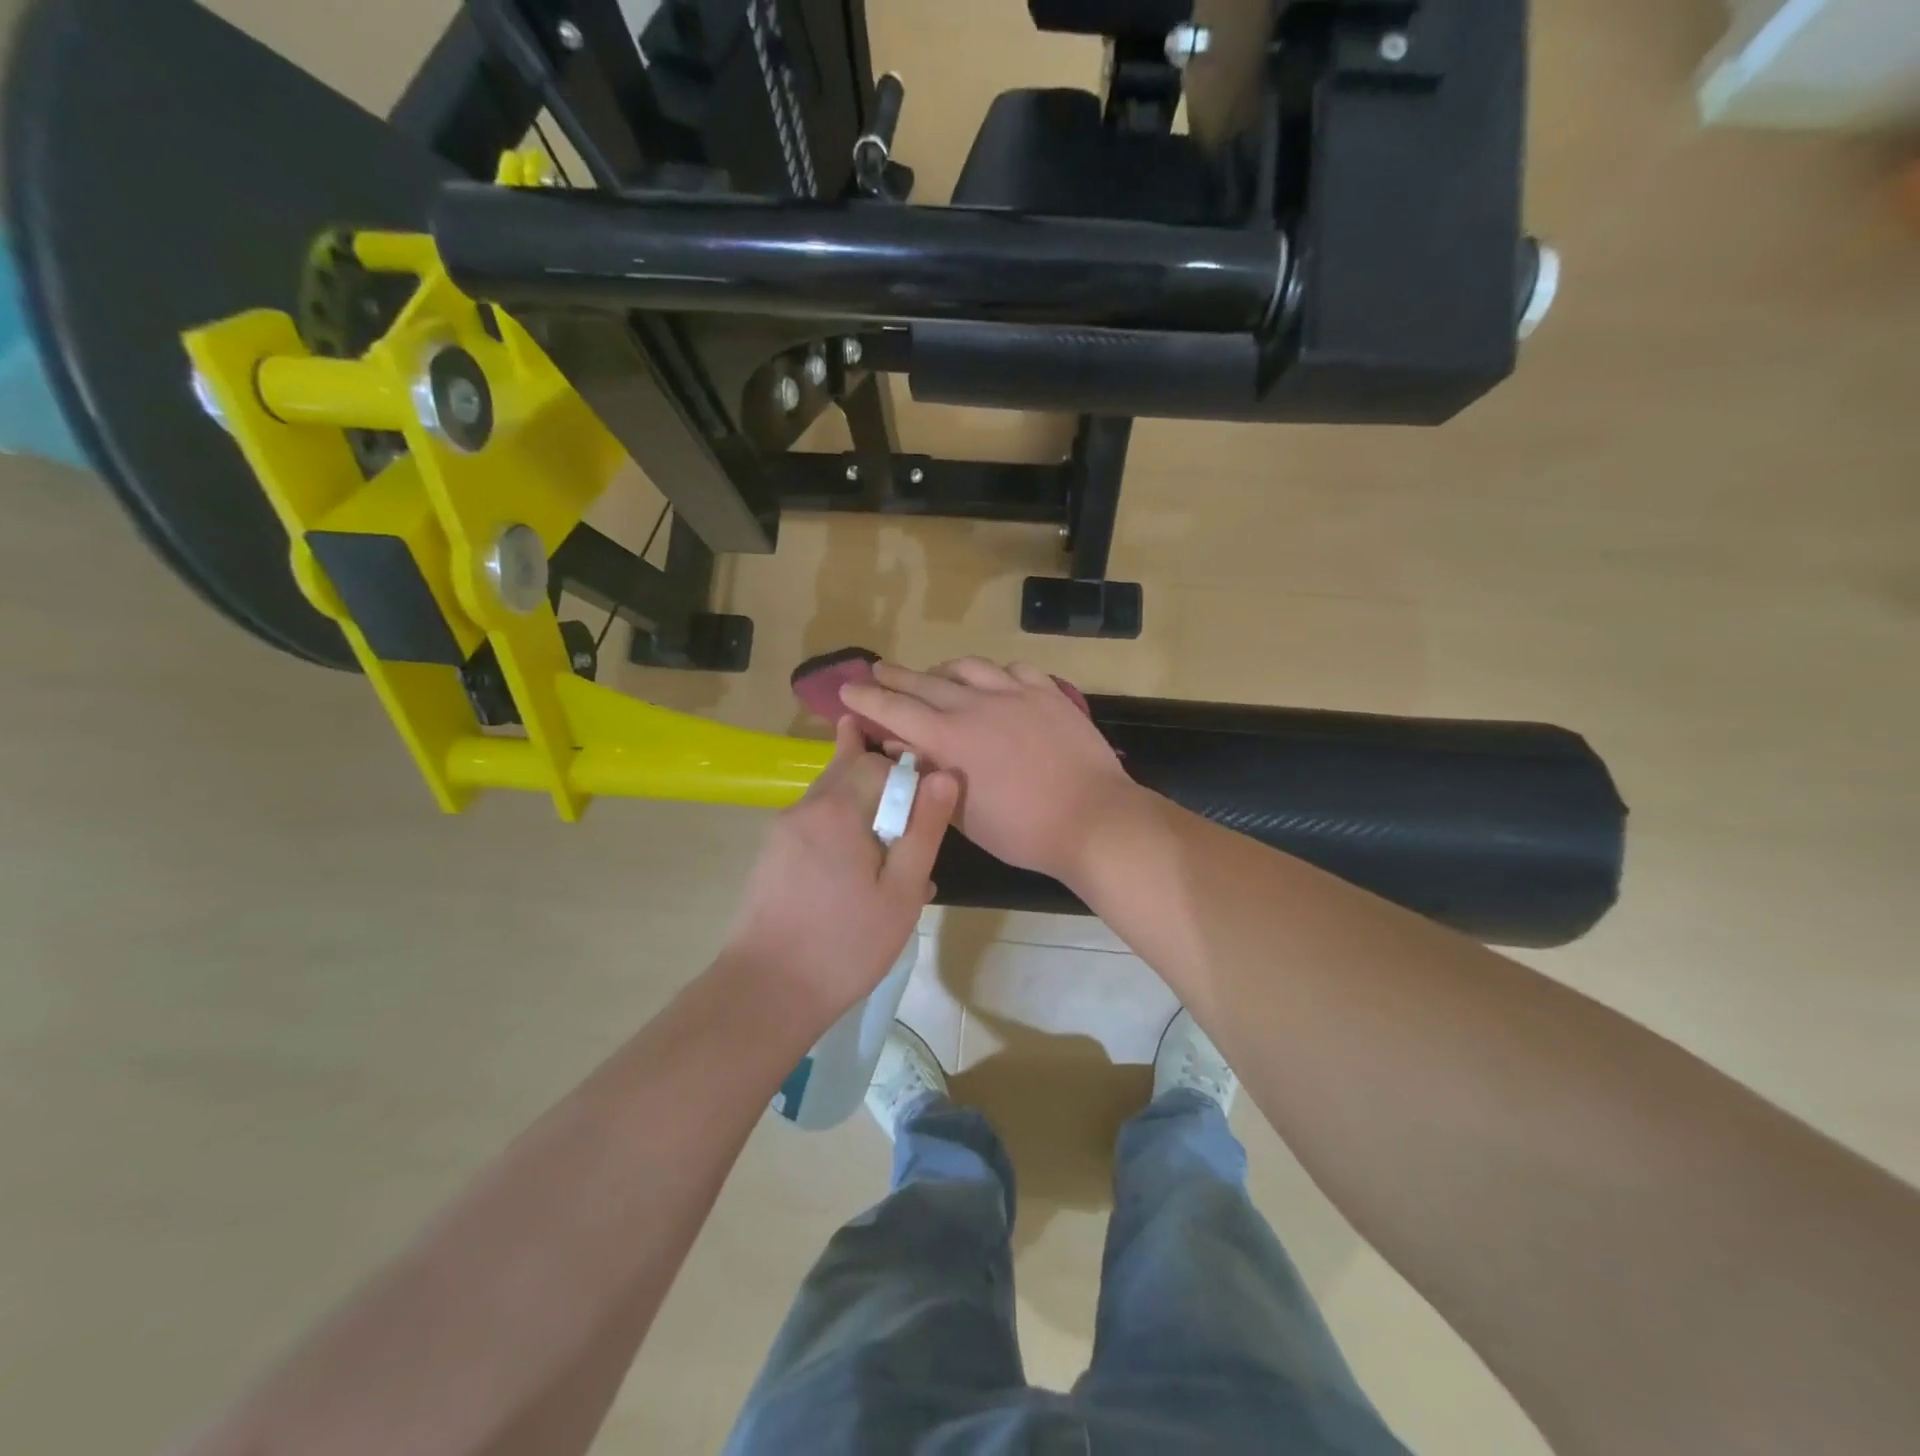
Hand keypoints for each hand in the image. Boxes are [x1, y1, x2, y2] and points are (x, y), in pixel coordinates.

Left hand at [720, 716, 957, 1026]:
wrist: (766, 992)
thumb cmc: (846, 945)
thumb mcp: (901, 892)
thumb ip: (924, 830)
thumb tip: (945, 776)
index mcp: (836, 809)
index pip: (877, 761)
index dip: (908, 775)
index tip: (926, 813)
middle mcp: (804, 808)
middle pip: (849, 770)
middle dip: (884, 787)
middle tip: (909, 826)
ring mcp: (782, 831)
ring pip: (833, 798)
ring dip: (865, 811)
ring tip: (890, 857)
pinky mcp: (772, 855)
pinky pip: (817, 824)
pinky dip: (843, 832)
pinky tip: (861, 875)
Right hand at [842, 659, 1137, 884]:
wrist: (1092, 819)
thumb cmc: (1021, 831)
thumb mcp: (962, 812)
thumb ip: (927, 773)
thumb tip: (898, 746)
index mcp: (950, 738)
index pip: (895, 709)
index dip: (867, 698)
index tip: (847, 689)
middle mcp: (977, 705)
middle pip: (926, 681)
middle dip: (896, 676)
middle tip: (878, 671)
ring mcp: (1016, 693)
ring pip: (969, 667)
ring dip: (944, 670)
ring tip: (935, 675)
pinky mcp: (1049, 693)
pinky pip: (1014, 669)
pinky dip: (994, 673)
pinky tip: (994, 682)